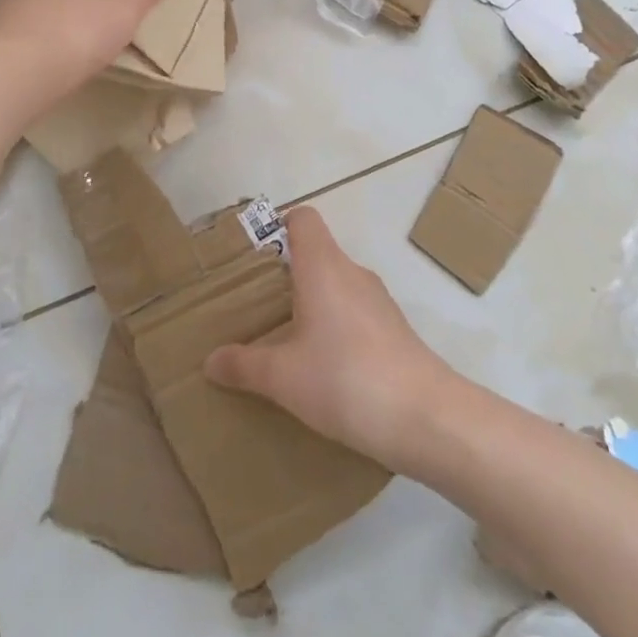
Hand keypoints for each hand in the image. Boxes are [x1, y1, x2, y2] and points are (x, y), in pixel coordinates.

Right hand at [205, 208, 454, 470]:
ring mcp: (378, 300)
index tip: (255, 256)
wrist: (427, 417)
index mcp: (322, 266)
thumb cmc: (345, 379)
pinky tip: (324, 367)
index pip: (302, 219)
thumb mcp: (283, 378)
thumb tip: (210, 361)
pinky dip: (335, 326)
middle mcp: (352, 272)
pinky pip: (355, 312)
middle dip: (286, 274)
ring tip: (286, 338)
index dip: (278, 226)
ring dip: (312, 302)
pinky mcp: (394, 329)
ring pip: (336, 284)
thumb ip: (244, 365)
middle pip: (316, 252)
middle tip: (257, 305)